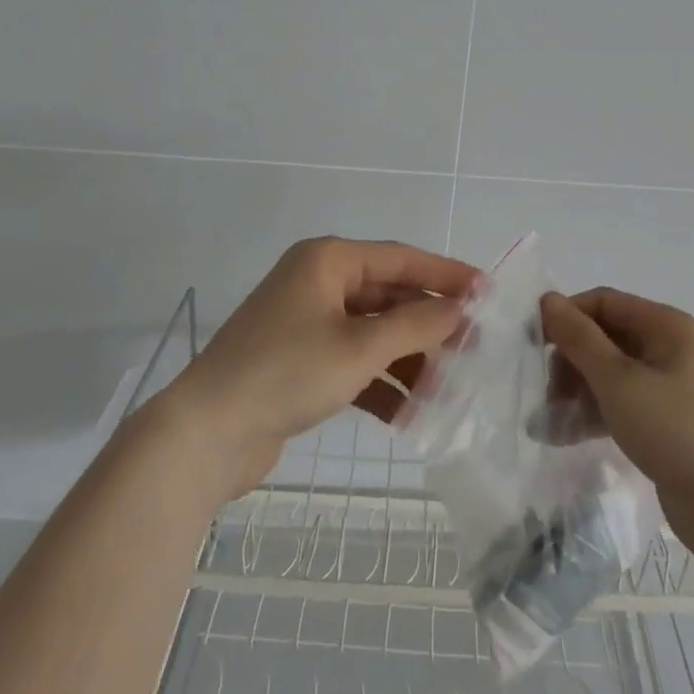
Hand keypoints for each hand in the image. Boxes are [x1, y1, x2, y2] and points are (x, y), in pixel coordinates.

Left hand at [163, 238, 479, 499]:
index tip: (488, 290)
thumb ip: (416, 325)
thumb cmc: (286, 373)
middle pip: (389, 296)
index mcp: (328, 262)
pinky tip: (409, 414)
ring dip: (408, 359)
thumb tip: (460, 309)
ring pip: (374, 333)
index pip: (401, 259)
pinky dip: (380, 383)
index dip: (446, 274)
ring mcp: (307, 324)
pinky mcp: (301, 362)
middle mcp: (318, 284)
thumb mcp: (359, 347)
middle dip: (428, 324)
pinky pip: (354, 362)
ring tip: (446, 388)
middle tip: (473, 347)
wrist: (205, 435)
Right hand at [540, 287, 693, 569]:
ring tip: (546, 421)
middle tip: (544, 393)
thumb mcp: (618, 380)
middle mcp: (666, 347)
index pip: (603, 302)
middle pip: (603, 337)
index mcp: (664, 326)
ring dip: (574, 391)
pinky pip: (617, 403)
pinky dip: (591, 413)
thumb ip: (579, 338)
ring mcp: (666, 385)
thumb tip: (547, 298)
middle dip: (568, 360)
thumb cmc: (674, 430)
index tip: (532, 344)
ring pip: (607, 373)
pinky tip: (561, 436)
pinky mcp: (662, 420)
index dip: (566, 316)